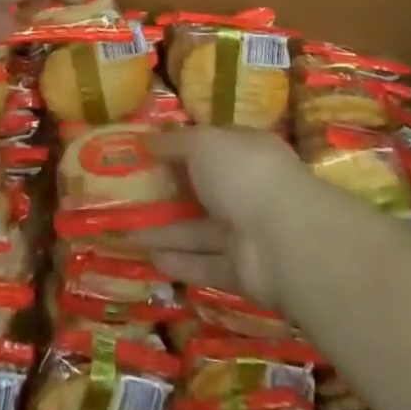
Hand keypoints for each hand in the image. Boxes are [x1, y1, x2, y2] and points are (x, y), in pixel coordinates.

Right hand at [139, 127, 308, 307]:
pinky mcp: (242, 270)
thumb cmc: (242, 172)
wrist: (283, 237)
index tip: (147, 153)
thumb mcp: (202, 142)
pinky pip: (206, 263)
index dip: (180, 148)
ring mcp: (246, 230)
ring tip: (127, 232)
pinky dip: (180, 262)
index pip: (210, 145)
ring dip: (166, 231)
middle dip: (169, 193)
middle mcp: (246, 188)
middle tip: (130, 196)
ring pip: (199, 230)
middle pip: (202, 190)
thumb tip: (146, 139)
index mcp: (244, 150)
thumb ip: (174, 142)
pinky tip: (150, 259)